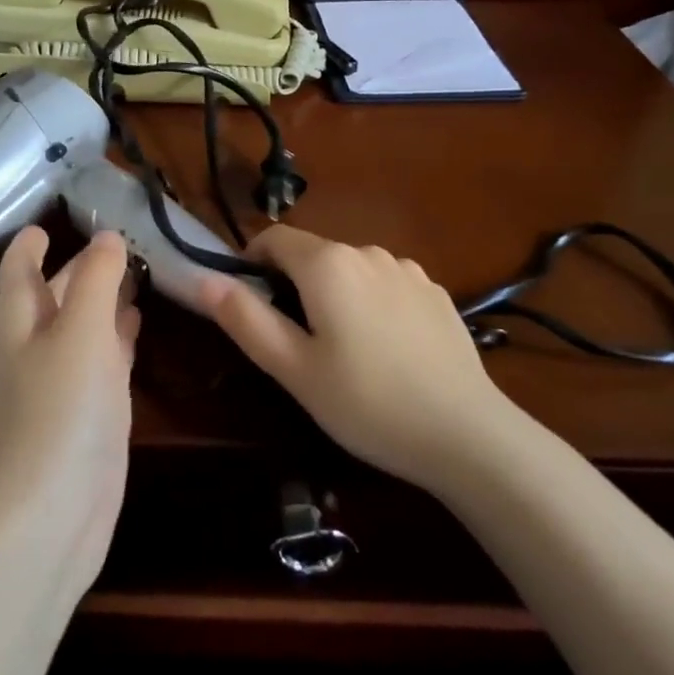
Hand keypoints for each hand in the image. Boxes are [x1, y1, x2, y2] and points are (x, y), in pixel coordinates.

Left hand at [0, 227, 140, 594]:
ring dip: (105, 298)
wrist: (48, 514)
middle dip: (82, 266)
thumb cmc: (59, 408)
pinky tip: (139, 323)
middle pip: (56, 293)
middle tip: (121, 235)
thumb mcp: (80, 329)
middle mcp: (38, 345)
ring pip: (84, 325)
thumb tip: (107, 236)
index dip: (32, 241)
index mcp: (22, 318)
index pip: (21, 267)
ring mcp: (64, 382)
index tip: (53, 217)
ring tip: (138, 269)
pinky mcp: (90, 414)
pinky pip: (104, 360)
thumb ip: (96, 279)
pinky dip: (118, 336)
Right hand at [198, 226, 508, 490]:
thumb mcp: (294, 369)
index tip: (250, 305)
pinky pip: (386, 285)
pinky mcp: (436, 293)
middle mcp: (368, 252)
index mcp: (328, 264)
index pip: (273, 239)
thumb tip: (205, 281)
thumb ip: (246, 319)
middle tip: (296, 342)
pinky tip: (387, 351)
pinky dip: (372, 303)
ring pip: (351, 270)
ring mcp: (408, 270)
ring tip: (343, 351)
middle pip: (313, 254)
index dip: (252, 264)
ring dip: (335, 294)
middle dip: (294, 284)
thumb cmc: (367, 403)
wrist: (468, 435)